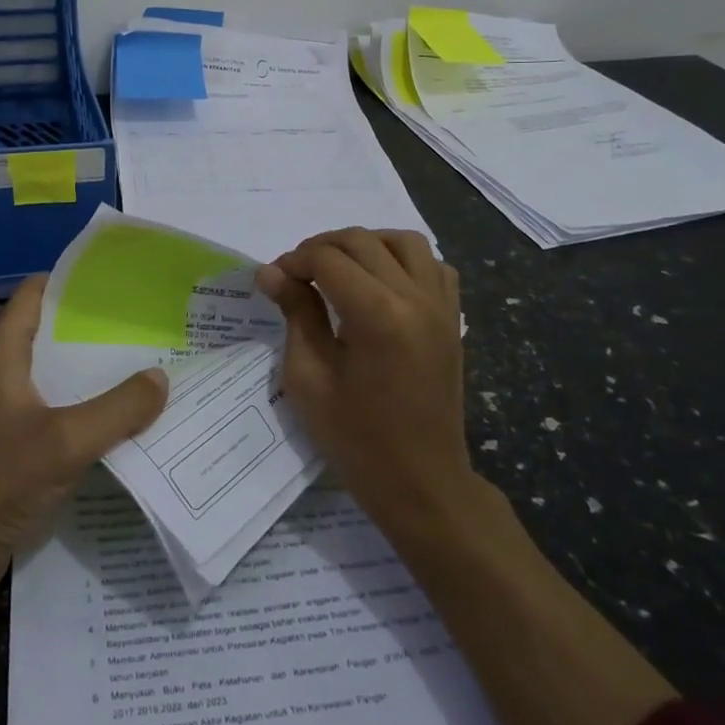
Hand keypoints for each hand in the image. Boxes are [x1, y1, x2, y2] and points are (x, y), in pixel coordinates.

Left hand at [0, 276, 167, 601]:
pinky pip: (54, 409)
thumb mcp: (65, 442)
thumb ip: (117, 408)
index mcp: (2, 353)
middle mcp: (1, 371)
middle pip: (51, 332)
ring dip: (93, 371)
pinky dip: (84, 406)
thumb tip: (161, 377)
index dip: (75, 281)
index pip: (36, 292)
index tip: (121, 284)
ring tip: (145, 366)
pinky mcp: (10, 442)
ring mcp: (4, 408)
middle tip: (146, 327)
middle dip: (96, 328)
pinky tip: (121, 417)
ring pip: (55, 374)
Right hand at [255, 228, 468, 536]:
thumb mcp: (309, 379)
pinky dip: (404, 260)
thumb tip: (271, 272)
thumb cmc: (356, 440)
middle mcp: (415, 298)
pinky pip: (434, 266)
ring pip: (404, 241)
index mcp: (377, 315)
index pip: (328, 259)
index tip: (274, 280)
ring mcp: (441, 306)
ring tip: (340, 268)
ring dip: (366, 243)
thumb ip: (295, 314)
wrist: (423, 484)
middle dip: (322, 247)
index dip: (294, 261)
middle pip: (363, 241)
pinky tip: (382, 282)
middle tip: (296, 274)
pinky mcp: (453, 319)